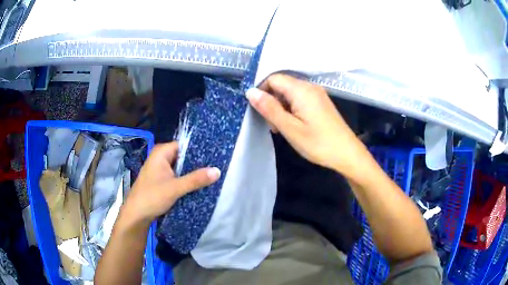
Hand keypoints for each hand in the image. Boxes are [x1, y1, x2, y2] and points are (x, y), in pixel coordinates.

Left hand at [121, 142, 220, 225]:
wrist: (136, 215)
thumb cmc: (152, 197)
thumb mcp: (175, 188)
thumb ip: (196, 179)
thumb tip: (218, 170)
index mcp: (161, 152)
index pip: (185, 145)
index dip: (200, 149)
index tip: (216, 154)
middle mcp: (161, 157)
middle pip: (184, 156)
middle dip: (198, 163)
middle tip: (218, 166)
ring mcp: (161, 169)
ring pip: (181, 167)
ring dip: (193, 173)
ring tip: (213, 174)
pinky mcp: (162, 180)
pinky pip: (178, 176)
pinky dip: (187, 179)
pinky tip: (200, 184)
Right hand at [246, 74, 367, 174]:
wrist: (347, 154)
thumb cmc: (318, 143)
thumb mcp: (290, 128)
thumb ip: (269, 108)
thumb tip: (250, 91)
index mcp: (301, 89)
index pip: (273, 78)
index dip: (261, 91)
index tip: (259, 111)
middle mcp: (310, 86)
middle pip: (281, 85)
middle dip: (271, 101)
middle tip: (273, 125)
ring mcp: (317, 94)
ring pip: (290, 93)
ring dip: (281, 107)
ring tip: (282, 128)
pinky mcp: (321, 102)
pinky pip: (300, 99)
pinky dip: (291, 109)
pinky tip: (293, 126)